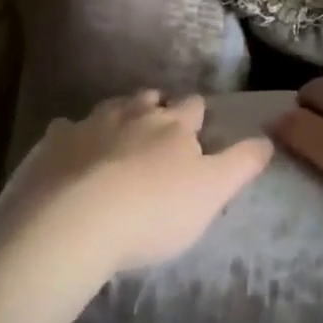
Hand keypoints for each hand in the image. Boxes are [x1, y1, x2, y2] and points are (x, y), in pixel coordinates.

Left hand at [0, 92, 272, 279]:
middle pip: (150, 100)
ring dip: (119, 117)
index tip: (198, 128)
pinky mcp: (54, 142)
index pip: (193, 107)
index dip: (197, 116)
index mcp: (173, 124)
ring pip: (111, 108)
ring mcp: (90, 123)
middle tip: (158, 129)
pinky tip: (70, 154)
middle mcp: (134, 113)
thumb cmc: (151, 212)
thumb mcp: (210, 194)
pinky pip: (66, 130)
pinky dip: (73, 138)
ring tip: (120, 136)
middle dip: (157, 108)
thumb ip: (241, 164)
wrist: (72, 222)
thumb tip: (268, 138)